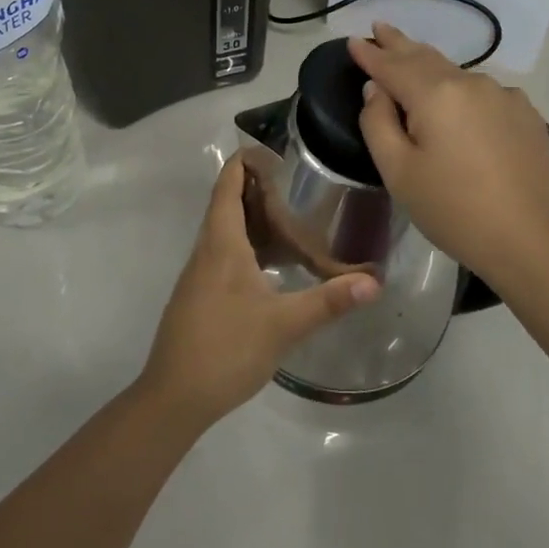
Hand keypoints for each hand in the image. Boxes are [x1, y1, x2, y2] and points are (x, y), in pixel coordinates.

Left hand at [138, 155, 379, 428]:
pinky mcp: (201, 297)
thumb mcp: (283, 325)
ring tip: (294, 220)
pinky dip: (251, 248)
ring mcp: (200, 276)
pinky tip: (275, 267)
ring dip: (256, 220)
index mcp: (221, 244)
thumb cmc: (225, 349)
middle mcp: (207, 252)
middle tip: (299, 185)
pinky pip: (226, 256)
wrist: (173, 398)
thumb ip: (329, 301)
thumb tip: (375, 281)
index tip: (274, 150)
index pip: (228, 186)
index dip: (245, 162)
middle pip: (228, 205)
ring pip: (227, 233)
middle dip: (259, 190)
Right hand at [350, 23, 548, 285]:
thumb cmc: (453, 210)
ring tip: (412, 59)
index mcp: (436, 94)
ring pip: (457, 74)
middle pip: (426, 58)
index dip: (371, 54)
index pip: (393, 66)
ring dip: (431, 66)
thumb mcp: (398, 171)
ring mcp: (504, 96)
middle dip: (400, 44)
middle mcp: (472, 83)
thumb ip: (378, 122)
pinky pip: (484, 93)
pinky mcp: (526, 115)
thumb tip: (376, 90)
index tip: (354, 40)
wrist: (530, 241)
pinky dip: (462, 91)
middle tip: (381, 28)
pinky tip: (459, 102)